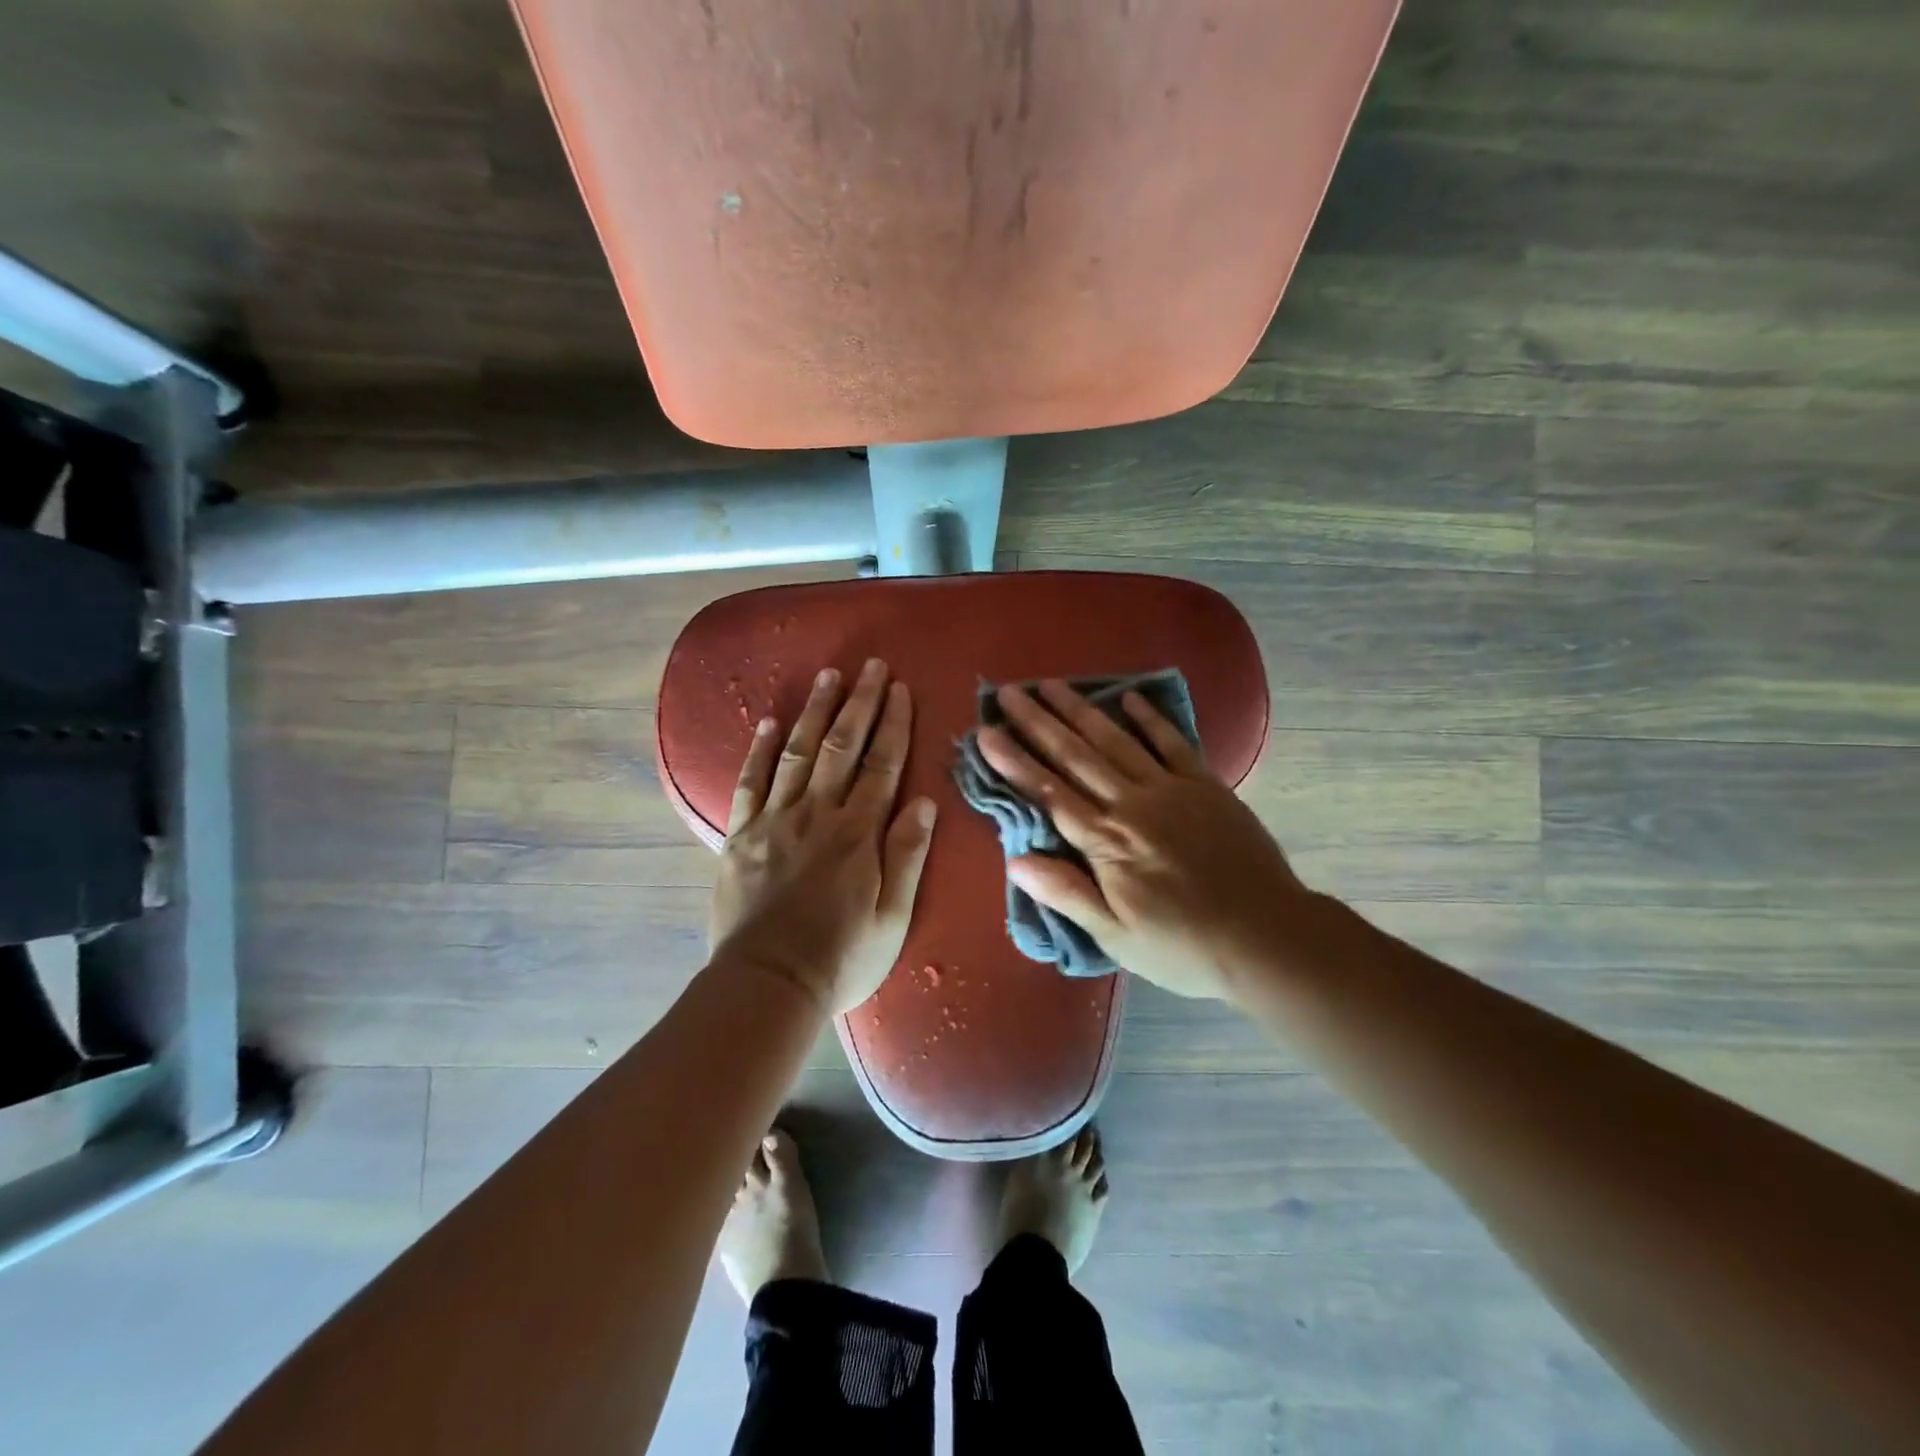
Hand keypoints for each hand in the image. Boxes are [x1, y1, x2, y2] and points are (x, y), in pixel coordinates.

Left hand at [709, 659, 937, 1015]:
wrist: (767, 985)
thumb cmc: (841, 958)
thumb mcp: (893, 917)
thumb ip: (907, 856)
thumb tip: (923, 801)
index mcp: (858, 833)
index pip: (882, 765)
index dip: (894, 724)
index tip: (901, 689)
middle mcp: (817, 814)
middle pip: (841, 746)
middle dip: (860, 703)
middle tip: (871, 666)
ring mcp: (774, 820)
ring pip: (797, 752)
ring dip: (815, 711)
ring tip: (829, 676)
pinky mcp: (740, 835)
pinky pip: (749, 782)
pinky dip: (759, 750)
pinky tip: (768, 722)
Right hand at [976, 681, 1306, 1000]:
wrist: (1268, 937)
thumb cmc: (1184, 946)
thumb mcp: (1116, 936)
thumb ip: (1066, 893)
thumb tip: (1015, 859)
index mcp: (1106, 842)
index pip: (1048, 793)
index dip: (1013, 761)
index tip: (986, 732)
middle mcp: (1132, 804)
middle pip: (1075, 756)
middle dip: (1038, 722)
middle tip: (1008, 692)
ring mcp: (1171, 789)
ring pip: (1115, 741)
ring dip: (1081, 711)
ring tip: (1052, 684)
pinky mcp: (1206, 786)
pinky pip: (1173, 743)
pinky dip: (1150, 719)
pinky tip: (1129, 698)